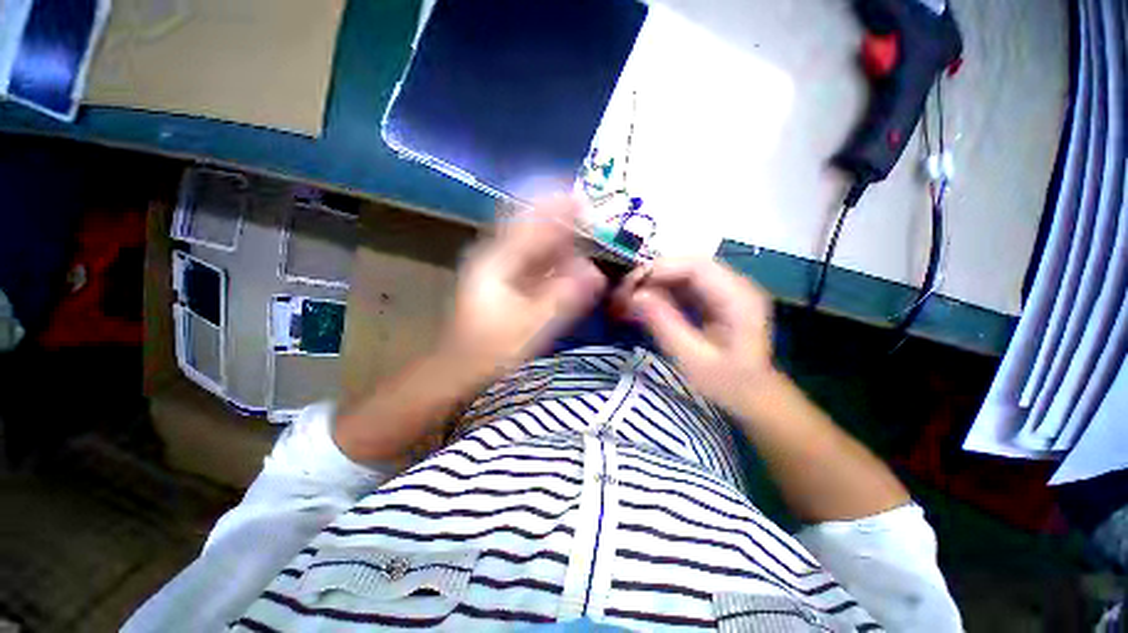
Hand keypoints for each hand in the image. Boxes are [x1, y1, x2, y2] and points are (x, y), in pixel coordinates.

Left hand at [438, 198, 605, 382]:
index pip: (530, 222)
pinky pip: (532, 264)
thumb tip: (596, 274)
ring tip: (586, 239)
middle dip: (562, 222)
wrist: (460, 370)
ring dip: (559, 242)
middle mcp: (496, 258)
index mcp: (497, 261)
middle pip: (531, 229)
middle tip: (592, 222)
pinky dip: (552, 261)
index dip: (557, 207)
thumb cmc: (492, 348)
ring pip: (533, 247)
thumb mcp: (532, 324)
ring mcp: (499, 271)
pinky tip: (570, 264)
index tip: (585, 201)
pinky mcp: (505, 285)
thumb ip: (565, 297)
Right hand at [613, 258, 775, 411]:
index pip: (695, 267)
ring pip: (683, 272)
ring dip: (654, 282)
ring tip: (629, 299)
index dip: (659, 270)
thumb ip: (664, 325)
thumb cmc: (727, 383)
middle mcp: (735, 285)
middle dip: (652, 275)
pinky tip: (645, 304)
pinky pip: (684, 285)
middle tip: (624, 294)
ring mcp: (726, 289)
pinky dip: (661, 291)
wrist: (752, 395)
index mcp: (738, 298)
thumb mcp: (693, 360)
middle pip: (687, 265)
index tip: (629, 287)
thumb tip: (635, 295)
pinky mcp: (715, 297)